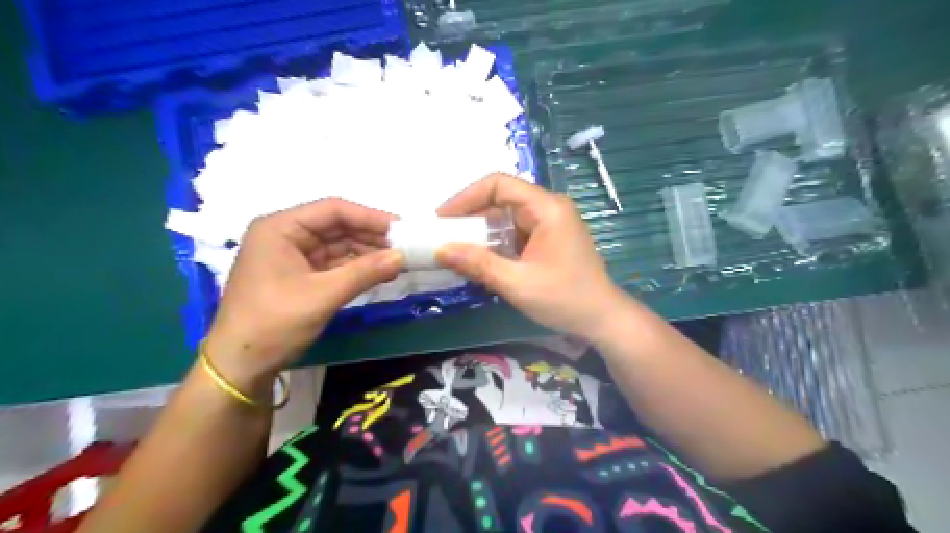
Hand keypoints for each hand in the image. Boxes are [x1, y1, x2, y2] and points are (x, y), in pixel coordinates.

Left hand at [207, 197, 400, 387]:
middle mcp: (286, 235)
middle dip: (370, 237)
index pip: (333, 210)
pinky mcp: (300, 275)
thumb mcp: (323, 295)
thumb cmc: (274, 322)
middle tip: (405, 247)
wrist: (241, 365)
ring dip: (367, 253)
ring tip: (398, 262)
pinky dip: (357, 268)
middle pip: (337, 227)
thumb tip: (403, 257)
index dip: (369, 217)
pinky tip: (380, 273)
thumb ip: (364, 272)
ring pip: (338, 246)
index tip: (401, 229)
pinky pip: (334, 264)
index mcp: (280, 228)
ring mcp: (293, 256)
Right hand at [438, 173, 628, 340]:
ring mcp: (550, 223)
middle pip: (502, 199)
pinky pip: (515, 232)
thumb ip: (479, 264)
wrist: (602, 319)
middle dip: (470, 216)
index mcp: (547, 208)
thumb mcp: (518, 283)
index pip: (499, 184)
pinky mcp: (548, 239)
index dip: (466, 196)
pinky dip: (495, 243)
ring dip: (481, 231)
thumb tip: (441, 249)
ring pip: (506, 216)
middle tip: (444, 235)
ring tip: (456, 248)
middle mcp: (549, 208)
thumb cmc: (565, 299)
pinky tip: (480, 259)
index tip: (442, 218)